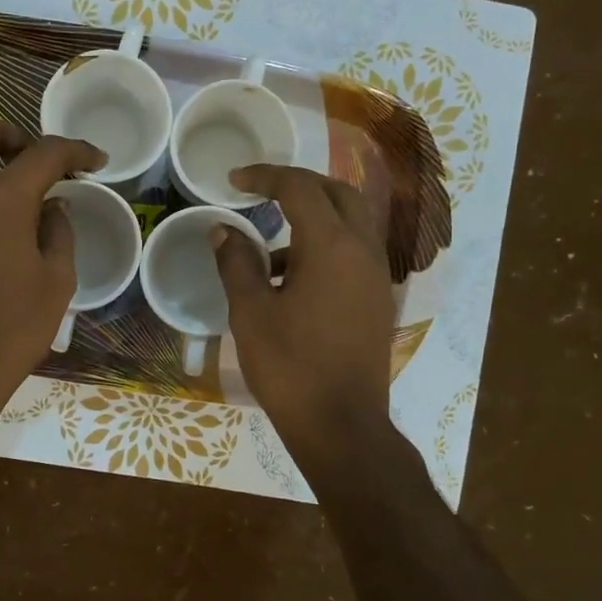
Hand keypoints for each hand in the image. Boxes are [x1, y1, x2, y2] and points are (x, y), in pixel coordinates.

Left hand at [0, 117, 104, 449]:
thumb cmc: (11, 330)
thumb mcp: (56, 283)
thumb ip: (58, 232)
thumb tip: (52, 206)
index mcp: (1, 198)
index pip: (44, 152)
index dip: (76, 150)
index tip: (95, 162)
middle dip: (14, 137)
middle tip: (37, 169)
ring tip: (15, 210)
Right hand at [211, 164, 396, 473]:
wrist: (341, 424)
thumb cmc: (290, 366)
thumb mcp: (251, 312)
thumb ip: (237, 263)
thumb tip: (223, 230)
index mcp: (331, 245)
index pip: (300, 187)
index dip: (265, 176)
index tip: (234, 180)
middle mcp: (362, 250)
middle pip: (338, 194)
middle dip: (300, 185)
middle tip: (263, 194)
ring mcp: (376, 276)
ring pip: (351, 223)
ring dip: (313, 219)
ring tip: (268, 251)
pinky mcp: (377, 300)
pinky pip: (354, 253)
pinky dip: (325, 248)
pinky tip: (290, 284)